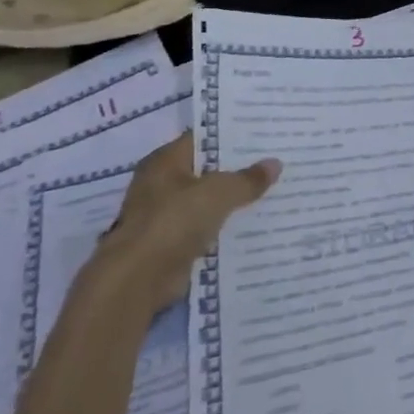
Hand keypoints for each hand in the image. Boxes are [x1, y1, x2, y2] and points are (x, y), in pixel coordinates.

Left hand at [89, 134, 280, 311]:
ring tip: (272, 192)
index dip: (232, 136)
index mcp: (164, 161)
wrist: (138, 278)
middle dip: (237, 169)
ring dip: (232, 201)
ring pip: (207, 201)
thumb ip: (247, 179)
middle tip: (275, 162)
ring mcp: (164, 215)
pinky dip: (224, 228)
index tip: (263, 135)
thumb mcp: (219, 192)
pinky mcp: (170, 243)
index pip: (202, 139)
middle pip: (206, 170)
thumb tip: (275, 164)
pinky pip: (205, 228)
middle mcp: (160, 184)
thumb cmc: (174, 221)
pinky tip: (254, 224)